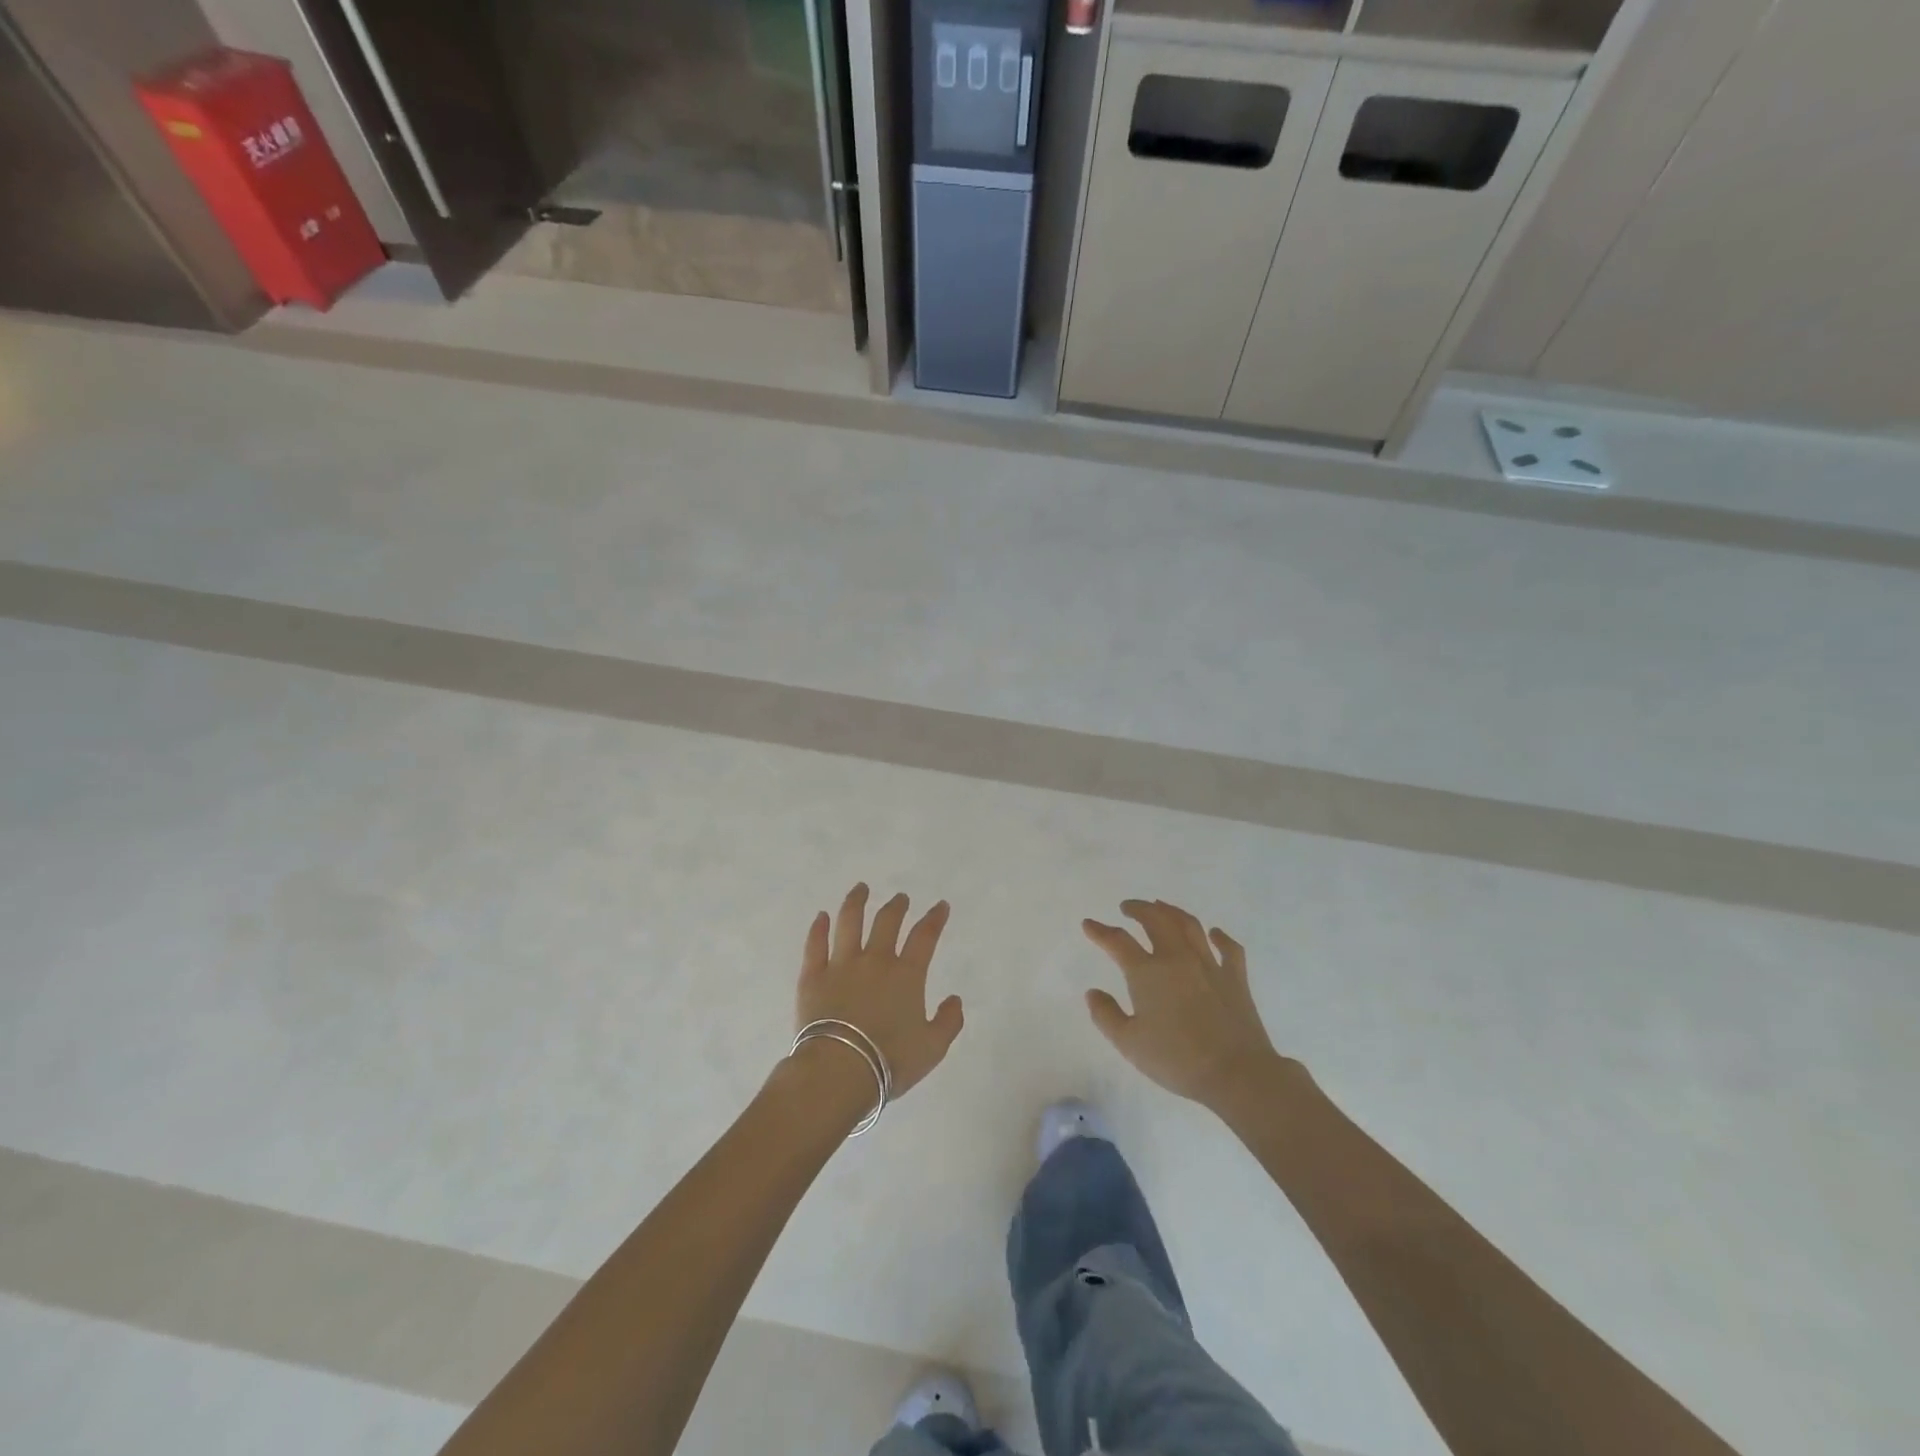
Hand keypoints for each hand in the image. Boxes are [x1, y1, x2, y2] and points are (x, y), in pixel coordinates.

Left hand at [796, 884, 962, 1099]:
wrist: (838, 1071)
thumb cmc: (889, 1061)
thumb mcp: (932, 1049)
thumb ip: (948, 1022)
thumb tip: (955, 999)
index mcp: (906, 975)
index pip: (925, 936)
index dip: (934, 918)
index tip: (940, 906)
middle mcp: (875, 960)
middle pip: (886, 922)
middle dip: (896, 906)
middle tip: (901, 897)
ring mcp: (841, 965)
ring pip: (849, 923)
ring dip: (856, 902)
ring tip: (860, 888)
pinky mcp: (812, 976)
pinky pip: (815, 945)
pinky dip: (818, 928)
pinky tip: (821, 916)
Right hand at [1083, 899, 1293, 1113]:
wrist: (1236, 1073)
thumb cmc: (1177, 1060)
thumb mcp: (1129, 1043)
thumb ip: (1106, 1015)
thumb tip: (1093, 992)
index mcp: (1147, 972)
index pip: (1118, 941)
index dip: (1100, 931)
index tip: (1088, 924)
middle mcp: (1177, 958)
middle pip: (1156, 920)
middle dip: (1138, 909)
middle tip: (1127, 907)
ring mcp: (1209, 964)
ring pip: (1189, 925)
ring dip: (1172, 911)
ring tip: (1161, 907)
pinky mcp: (1235, 978)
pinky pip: (1228, 948)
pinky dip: (1220, 937)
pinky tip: (1214, 933)